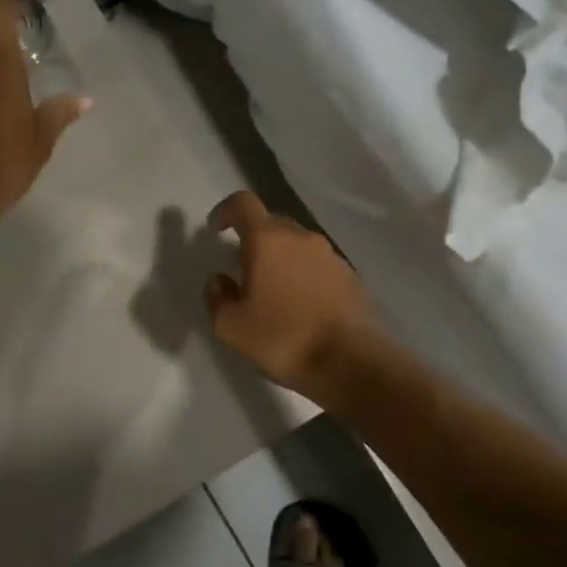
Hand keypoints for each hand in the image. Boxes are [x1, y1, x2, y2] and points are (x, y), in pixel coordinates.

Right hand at [203, 191, 378, 399]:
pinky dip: (303, 274)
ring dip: (280, 257)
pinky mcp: (350, 276)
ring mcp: (330, 255)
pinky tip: (299, 305)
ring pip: (297, 244)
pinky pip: (318, 264)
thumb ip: (217, 297)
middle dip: (252, 238)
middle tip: (241, 267)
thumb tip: (219, 281)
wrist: (351, 363)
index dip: (225, 210)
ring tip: (271, 290)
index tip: (215, 230)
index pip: (243, 204)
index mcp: (268, 240)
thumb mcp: (231, 326)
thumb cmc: (283, 339)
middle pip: (271, 222)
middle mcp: (301, 237)